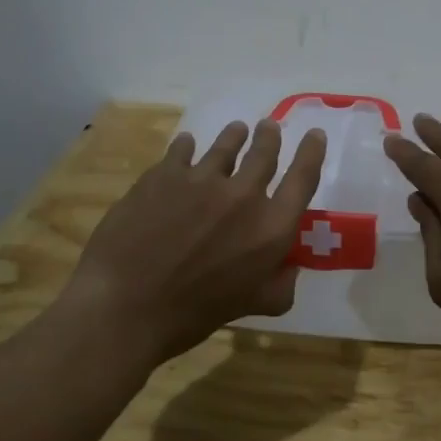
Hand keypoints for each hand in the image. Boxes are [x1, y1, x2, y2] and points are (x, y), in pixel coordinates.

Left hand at [63, 118, 327, 367]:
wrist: (126, 305)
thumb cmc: (193, 314)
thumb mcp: (251, 306)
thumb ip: (279, 286)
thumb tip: (289, 268)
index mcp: (271, 227)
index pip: (303, 178)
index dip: (312, 152)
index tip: (315, 134)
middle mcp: (243, 195)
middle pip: (265, 152)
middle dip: (270, 136)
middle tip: (269, 127)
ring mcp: (201, 179)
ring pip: (225, 145)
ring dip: (235, 136)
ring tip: (236, 130)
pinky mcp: (164, 174)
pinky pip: (182, 150)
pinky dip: (188, 146)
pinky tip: (186, 144)